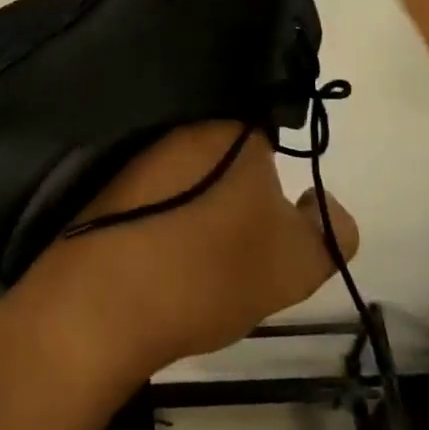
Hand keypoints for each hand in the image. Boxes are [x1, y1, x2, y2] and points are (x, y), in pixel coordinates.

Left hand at [0, 121, 358, 386]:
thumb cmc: (206, 271)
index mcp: (230, 127)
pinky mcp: (104, 179)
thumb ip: (331, 230)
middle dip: (237, 181)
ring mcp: (137, 149)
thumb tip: (325, 203)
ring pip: (186, 165)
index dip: (277, 169)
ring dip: (198, 196)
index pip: (269, 127)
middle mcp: (181, 123)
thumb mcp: (295, 263)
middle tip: (243, 235)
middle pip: (225, 144)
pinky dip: (163, 208)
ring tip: (203, 248)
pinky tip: (164, 247)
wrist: (98, 305)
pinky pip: (150, 184)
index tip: (274, 209)